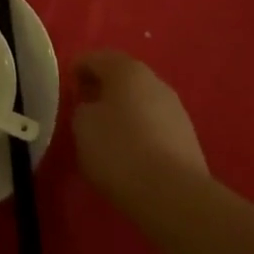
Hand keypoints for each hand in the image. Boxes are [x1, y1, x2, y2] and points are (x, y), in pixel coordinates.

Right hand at [71, 51, 207, 210]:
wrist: (175, 196)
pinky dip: (140, 131)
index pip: (95, 58)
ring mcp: (174, 108)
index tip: (67, 88)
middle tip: (84, 108)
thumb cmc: (121, 151)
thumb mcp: (83, 127)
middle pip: (121, 77)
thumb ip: (82, 109)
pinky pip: (154, 125)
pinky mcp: (187, 137)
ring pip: (140, 101)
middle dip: (102, 89)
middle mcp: (153, 80)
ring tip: (107, 134)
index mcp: (126, 69)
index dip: (78, 69)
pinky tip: (131, 153)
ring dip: (123, 111)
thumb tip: (92, 109)